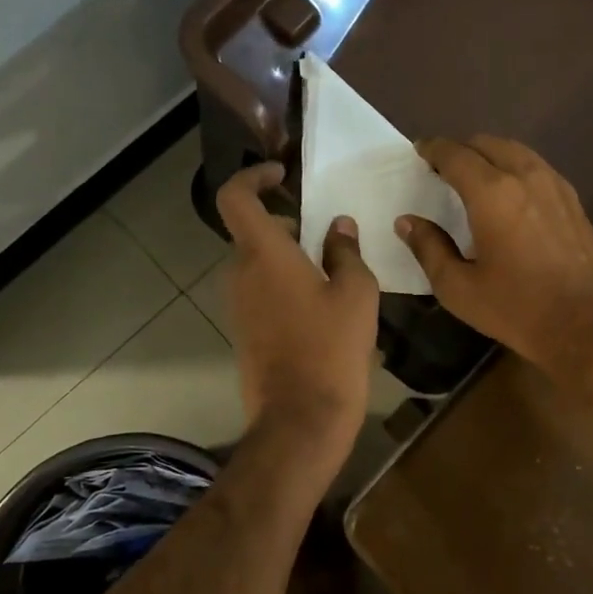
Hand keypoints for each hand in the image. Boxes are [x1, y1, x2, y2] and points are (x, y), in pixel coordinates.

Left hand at [216, 162, 380, 460]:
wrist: (301, 419)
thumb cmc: (332, 348)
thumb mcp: (356, 293)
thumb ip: (346, 251)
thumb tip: (338, 227)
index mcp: (264, 254)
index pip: (236, 197)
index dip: (252, 177)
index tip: (280, 174)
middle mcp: (241, 274)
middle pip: (252, 231)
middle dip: (286, 222)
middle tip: (326, 233)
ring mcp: (238, 305)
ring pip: (258, 262)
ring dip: (288, 255)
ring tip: (332, 270)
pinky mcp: (244, 330)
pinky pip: (260, 290)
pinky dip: (284, 282)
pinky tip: (321, 304)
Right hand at [396, 136, 592, 377]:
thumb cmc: (519, 309)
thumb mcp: (460, 288)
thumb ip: (429, 248)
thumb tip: (407, 222)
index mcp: (492, 192)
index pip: (455, 154)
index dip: (433, 149)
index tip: (419, 152)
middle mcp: (525, 176)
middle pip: (487, 143)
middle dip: (460, 149)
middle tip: (442, 169)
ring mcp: (555, 185)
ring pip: (515, 151)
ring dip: (489, 155)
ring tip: (472, 177)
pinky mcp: (574, 201)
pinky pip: (536, 167)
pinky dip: (513, 167)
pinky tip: (507, 194)